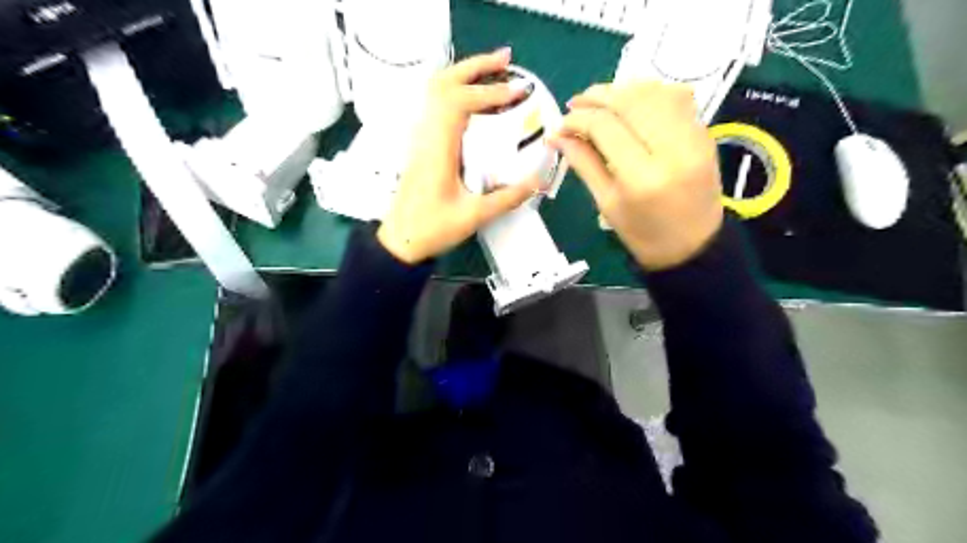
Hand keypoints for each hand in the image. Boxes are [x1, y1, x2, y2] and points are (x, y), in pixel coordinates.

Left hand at [378, 49, 540, 265]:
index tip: (517, 91)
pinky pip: (436, 108)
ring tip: (493, 73)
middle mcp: (426, 137)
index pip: (458, 103)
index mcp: (438, 150)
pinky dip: (456, 93)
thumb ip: (506, 198)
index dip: (488, 91)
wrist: (400, 241)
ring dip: (463, 76)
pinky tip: (474, 103)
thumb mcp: (473, 216)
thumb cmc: (431, 229)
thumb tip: (536, 182)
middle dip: (475, 67)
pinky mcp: (422, 147)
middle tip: (506, 61)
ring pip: (436, 93)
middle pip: (443, 85)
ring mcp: (421, 140)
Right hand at [548, 81, 720, 271]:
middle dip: (597, 96)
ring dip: (622, 90)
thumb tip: (557, 135)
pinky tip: (631, 104)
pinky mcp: (705, 133)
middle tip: (575, 104)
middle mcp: (672, 149)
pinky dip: (649, 93)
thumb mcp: (606, 203)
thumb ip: (583, 163)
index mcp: (642, 177)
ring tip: (601, 102)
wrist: (693, 247)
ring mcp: (694, 137)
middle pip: (630, 101)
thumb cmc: (642, 234)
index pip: (605, 127)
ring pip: (655, 91)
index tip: (561, 125)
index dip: (578, 119)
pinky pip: (676, 97)